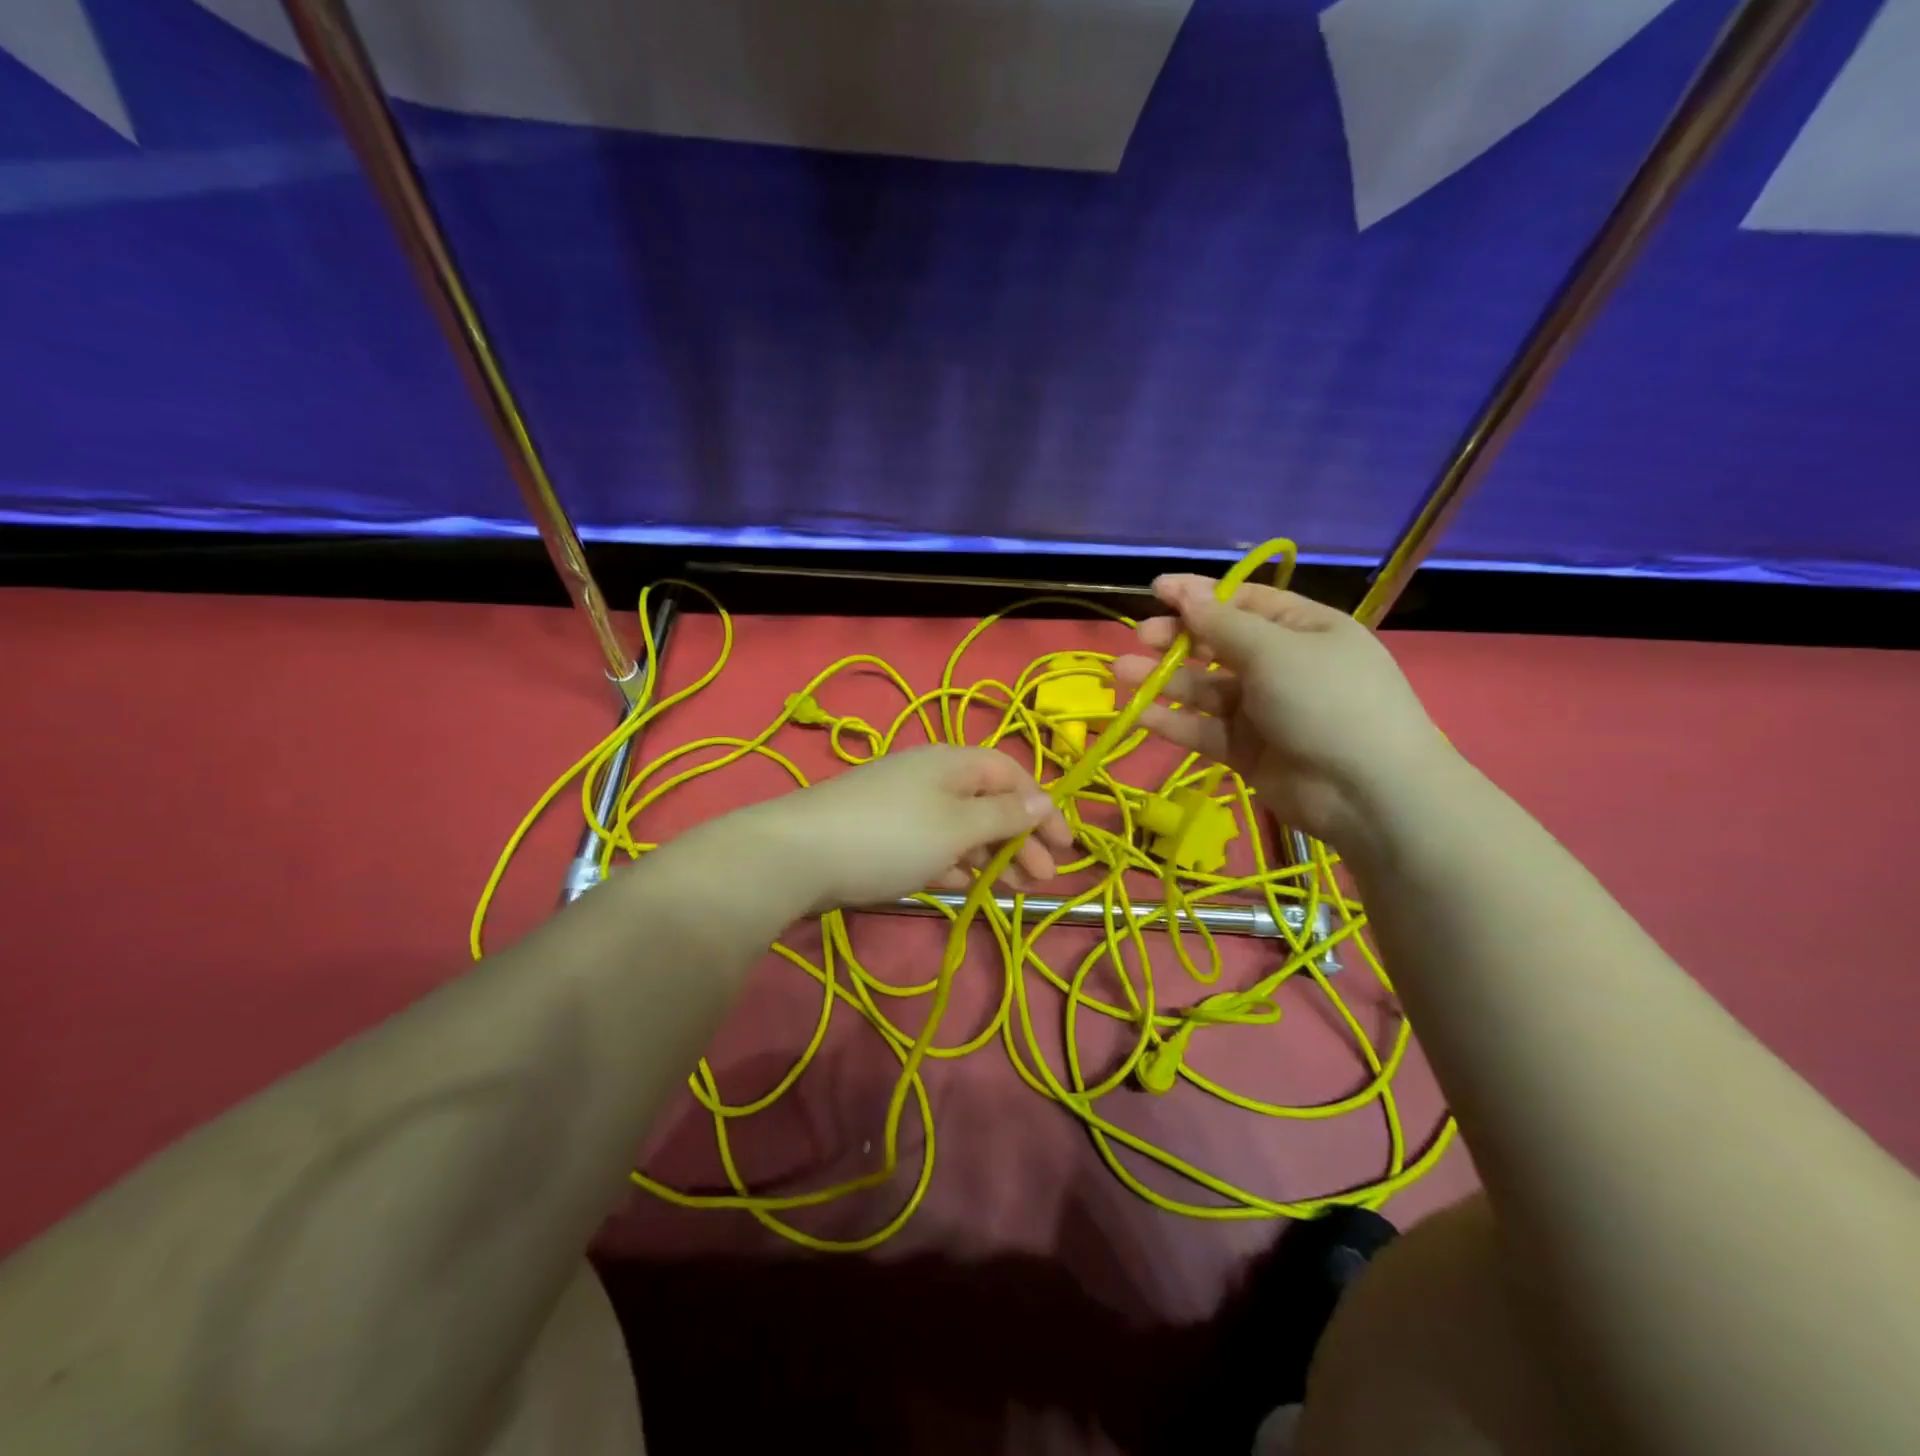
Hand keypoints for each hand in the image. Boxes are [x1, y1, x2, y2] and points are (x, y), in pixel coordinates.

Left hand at [749, 746, 1074, 914]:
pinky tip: (967, 885)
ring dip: (992, 854)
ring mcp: (903, 805)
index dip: (1042, 807)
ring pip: (962, 826)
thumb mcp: (957, 826)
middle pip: (989, 801)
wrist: (797, 855)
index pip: (1011, 774)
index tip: (1064, 848)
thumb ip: (1003, 815)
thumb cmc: (890, 836)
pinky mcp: (882, 834)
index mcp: (953, 762)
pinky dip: (956, 861)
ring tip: (1013, 888)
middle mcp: (930, 776)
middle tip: (1042, 878)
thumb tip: (1043, 800)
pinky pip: (933, 843)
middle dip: (1020, 836)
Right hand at [1111, 575, 1448, 848]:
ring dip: (1165, 680)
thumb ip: (1222, 624)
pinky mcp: (1246, 750)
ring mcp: (1263, 710)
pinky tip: (1139, 715)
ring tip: (1122, 673)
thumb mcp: (1275, 650)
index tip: (1155, 589)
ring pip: (1205, 689)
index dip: (1199, 594)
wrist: (1368, 793)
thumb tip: (1185, 591)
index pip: (1243, 602)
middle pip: (1218, 645)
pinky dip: (1174, 722)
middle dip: (1178, 639)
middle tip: (1141, 637)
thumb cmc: (1327, 700)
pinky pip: (1205, 729)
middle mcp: (1281, 665)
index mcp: (1302, 629)